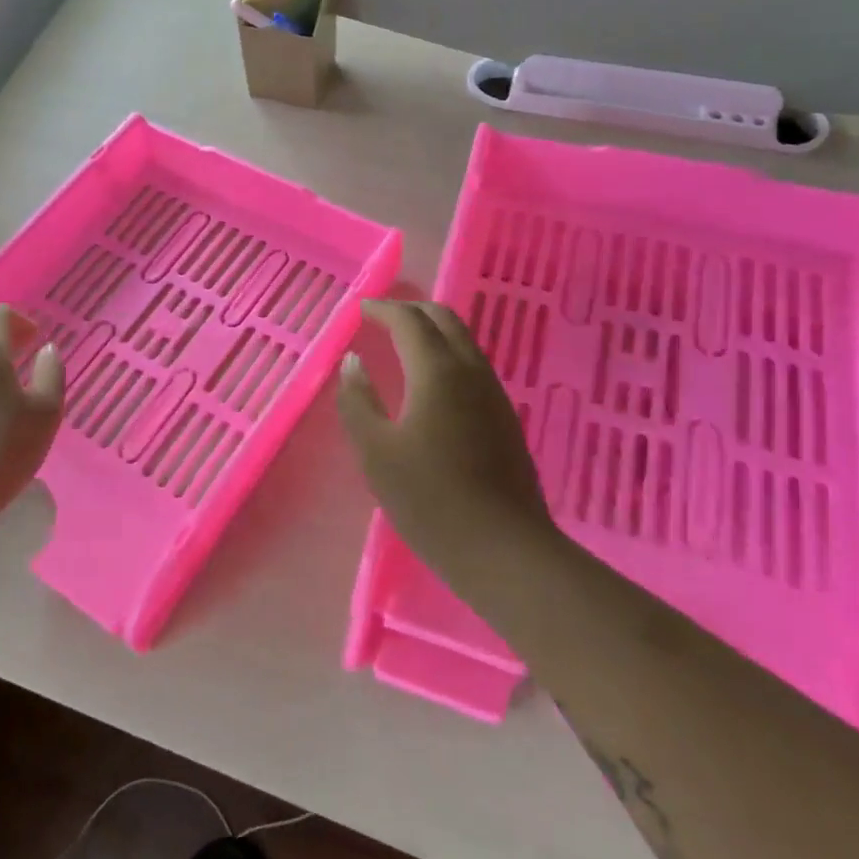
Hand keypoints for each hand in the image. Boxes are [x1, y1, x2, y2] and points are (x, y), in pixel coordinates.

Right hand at [338, 299, 551, 583]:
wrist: (503, 549)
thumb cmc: (430, 499)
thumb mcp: (376, 453)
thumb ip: (358, 401)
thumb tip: (352, 362)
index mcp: (437, 372)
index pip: (409, 321)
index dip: (383, 309)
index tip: (360, 309)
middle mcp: (471, 371)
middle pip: (445, 320)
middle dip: (412, 310)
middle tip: (382, 317)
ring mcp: (494, 394)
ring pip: (464, 342)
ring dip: (433, 331)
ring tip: (403, 344)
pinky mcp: (505, 418)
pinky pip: (473, 366)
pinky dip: (447, 355)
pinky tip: (432, 382)